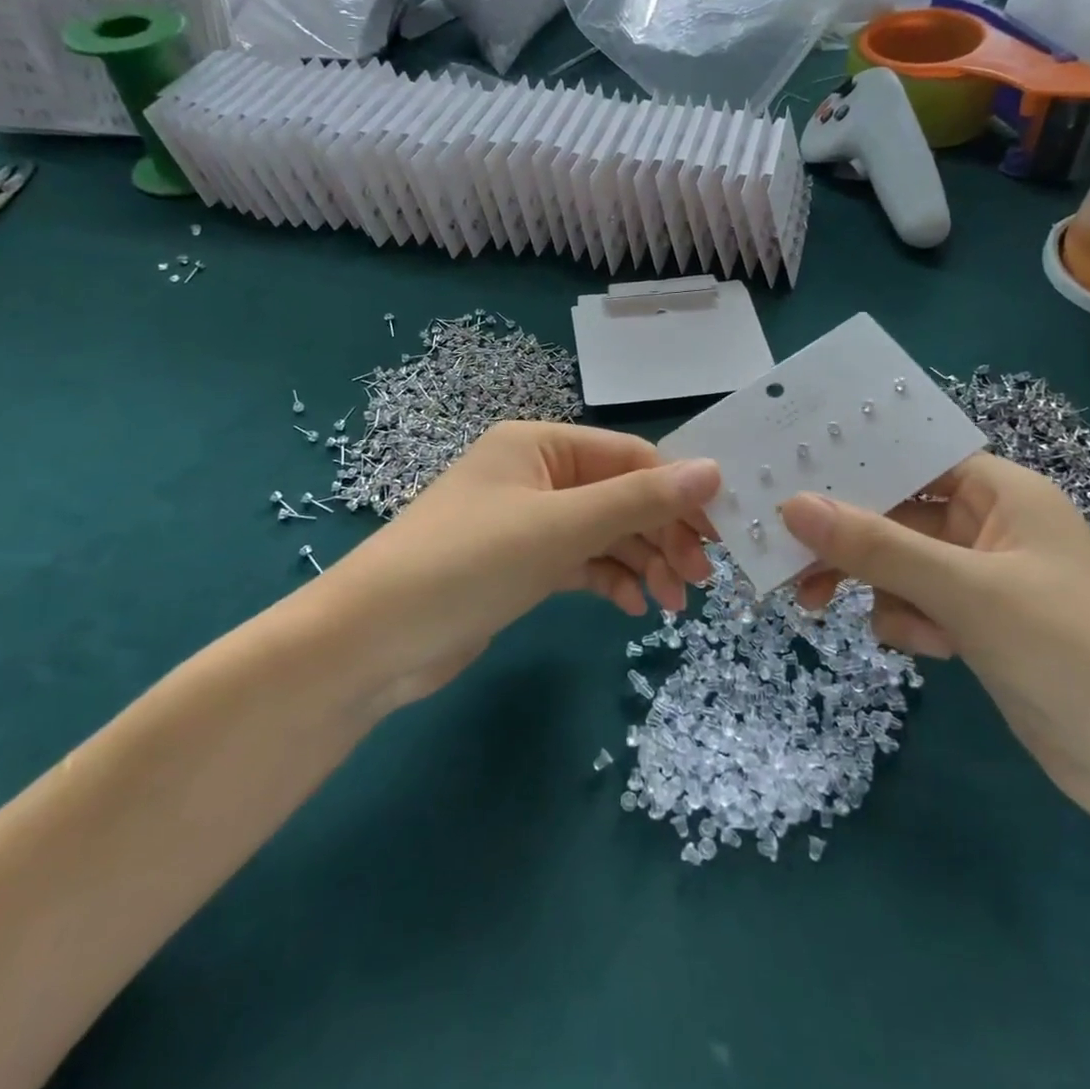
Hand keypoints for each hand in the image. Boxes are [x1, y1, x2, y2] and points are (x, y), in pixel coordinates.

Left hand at [328, 423, 719, 707]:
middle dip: (662, 534)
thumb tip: (715, 470)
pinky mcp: (520, 567)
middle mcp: (535, 475)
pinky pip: (580, 563)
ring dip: (641, 562)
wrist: (370, 643)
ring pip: (604, 533)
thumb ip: (639, 500)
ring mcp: (527, 523)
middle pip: (620, 496)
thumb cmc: (467, 564)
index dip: (678, 492)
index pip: (629, 457)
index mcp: (540, 445)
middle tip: (700, 581)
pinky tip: (631, 606)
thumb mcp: (559, 528)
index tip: (719, 536)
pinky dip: (609, 580)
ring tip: (672, 603)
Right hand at [780, 454, 1089, 829]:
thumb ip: (874, 546)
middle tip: (788, 559)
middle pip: (897, 514)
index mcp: (1002, 491)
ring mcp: (986, 579)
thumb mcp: (962, 590)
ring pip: (899, 563)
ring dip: (875, 586)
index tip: (791, 477)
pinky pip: (918, 604)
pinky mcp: (980, 626)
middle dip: (849, 540)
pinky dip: (907, 621)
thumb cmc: (1068, 648)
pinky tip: (927, 648)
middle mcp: (991, 525)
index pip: (913, 457)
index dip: (854, 465)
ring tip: (826, 607)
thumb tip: (793, 506)